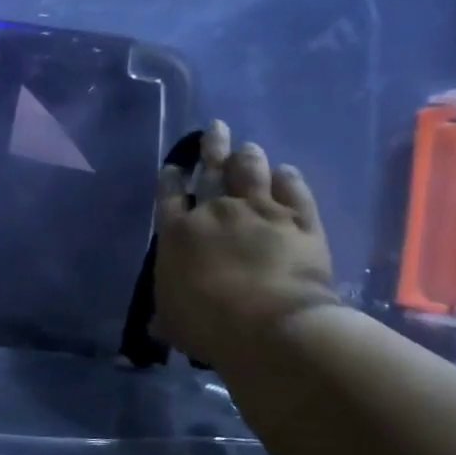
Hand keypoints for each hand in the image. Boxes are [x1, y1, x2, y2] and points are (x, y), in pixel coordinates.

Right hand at [152, 120, 340, 366]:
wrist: (270, 326)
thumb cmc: (208, 324)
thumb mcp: (173, 323)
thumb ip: (165, 315)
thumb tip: (155, 325)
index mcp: (178, 233)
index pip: (169, 195)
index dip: (172, 178)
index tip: (176, 167)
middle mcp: (216, 211)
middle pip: (213, 169)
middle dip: (213, 146)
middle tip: (216, 128)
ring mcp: (261, 211)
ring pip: (253, 171)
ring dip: (249, 157)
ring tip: (249, 147)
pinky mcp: (300, 220)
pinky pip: (295, 190)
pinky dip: (289, 178)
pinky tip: (287, 172)